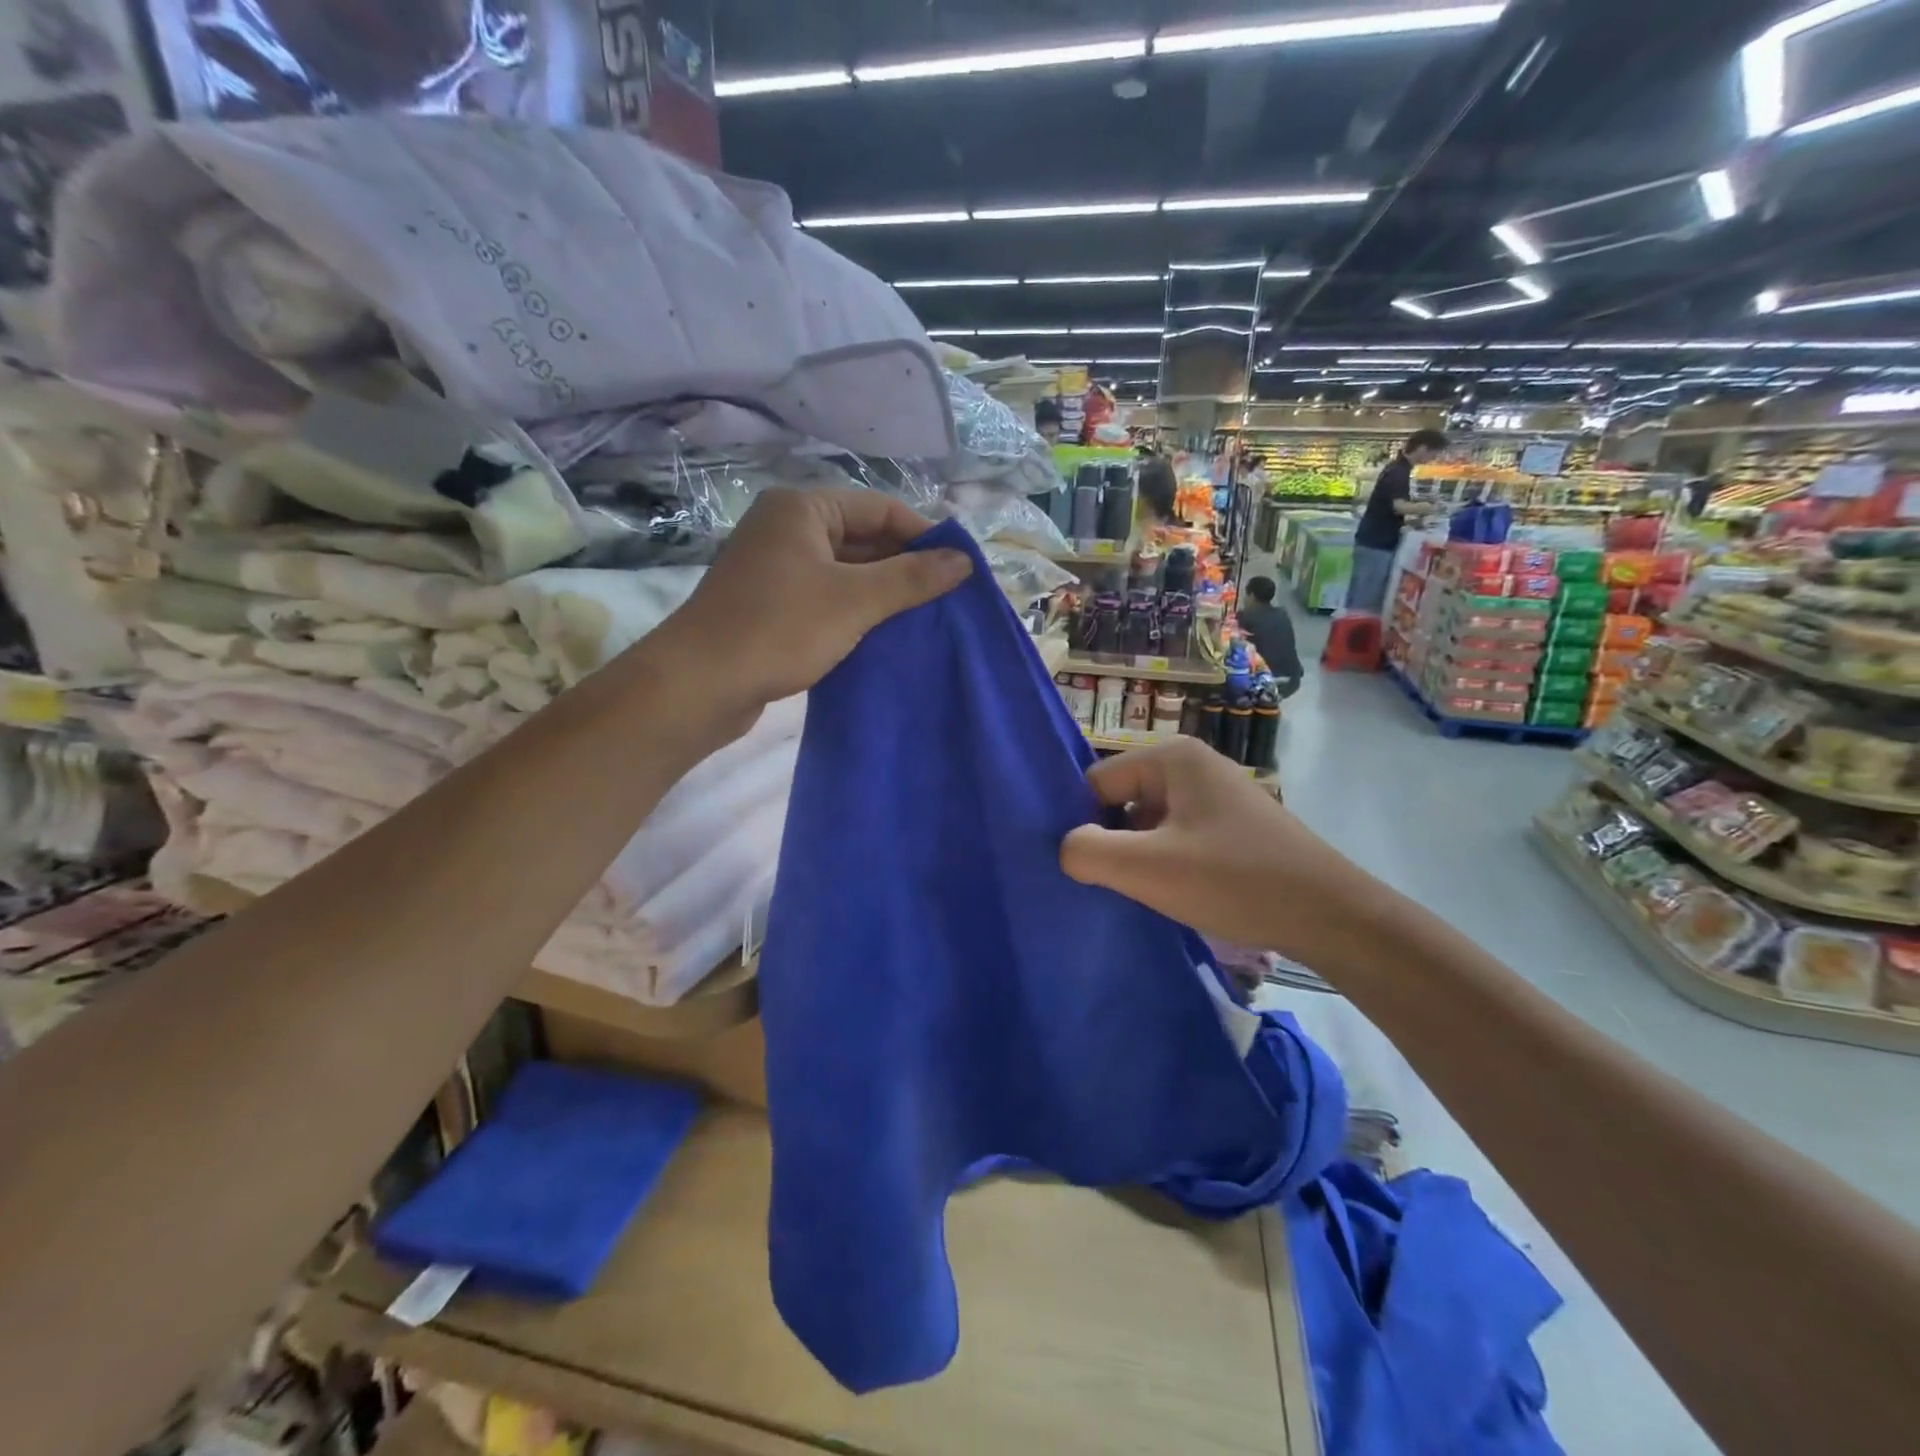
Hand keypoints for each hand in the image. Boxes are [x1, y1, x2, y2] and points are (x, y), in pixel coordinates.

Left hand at [658, 488, 970, 713]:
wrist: (700, 684)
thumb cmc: (780, 628)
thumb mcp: (855, 600)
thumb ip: (911, 578)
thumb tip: (964, 562)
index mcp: (802, 508)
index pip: (880, 508)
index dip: (923, 535)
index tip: (958, 569)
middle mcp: (785, 529)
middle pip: (862, 539)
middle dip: (903, 568)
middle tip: (946, 598)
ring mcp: (774, 568)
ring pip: (844, 572)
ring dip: (881, 594)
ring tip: (923, 619)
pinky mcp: (769, 605)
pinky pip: (825, 598)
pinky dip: (854, 612)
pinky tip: (883, 636)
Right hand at [1059, 738, 1374, 964]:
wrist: (1332, 916)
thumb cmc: (1235, 881)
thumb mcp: (1148, 869)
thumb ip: (1087, 852)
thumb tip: (1065, 848)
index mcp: (1172, 757)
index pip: (1096, 783)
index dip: (1086, 826)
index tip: (1091, 869)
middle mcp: (1193, 764)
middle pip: (1122, 801)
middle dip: (1115, 843)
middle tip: (1120, 885)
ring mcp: (1216, 795)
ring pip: (1149, 824)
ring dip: (1142, 859)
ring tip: (1149, 895)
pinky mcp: (1233, 826)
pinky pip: (1179, 837)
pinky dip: (1169, 864)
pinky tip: (1178, 896)